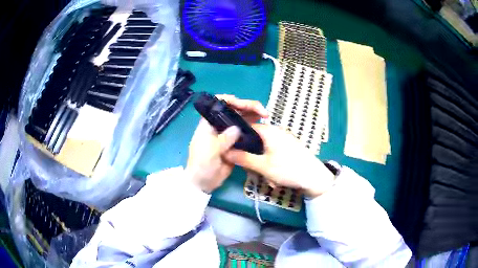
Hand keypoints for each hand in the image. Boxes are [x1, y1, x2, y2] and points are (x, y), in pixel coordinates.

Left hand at [186, 95, 267, 192]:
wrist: (203, 183)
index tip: (242, 104)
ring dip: (253, 115)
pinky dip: (254, 127)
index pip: (218, 104)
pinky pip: (246, 132)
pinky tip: (263, 127)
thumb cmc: (201, 166)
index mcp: (209, 124)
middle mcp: (219, 125)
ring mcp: (228, 134)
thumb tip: (237, 128)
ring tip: (265, 116)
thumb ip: (223, 140)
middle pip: (234, 110)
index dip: (230, 100)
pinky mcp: (236, 143)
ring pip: (242, 119)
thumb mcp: (209, 152)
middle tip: (262, 111)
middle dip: (248, 106)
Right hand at [224, 124, 334, 197]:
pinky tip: (276, 177)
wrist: (314, 177)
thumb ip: (243, 158)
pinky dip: (272, 165)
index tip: (234, 154)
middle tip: (255, 172)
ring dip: (263, 165)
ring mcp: (284, 139)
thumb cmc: (288, 169)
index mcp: (268, 131)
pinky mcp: (289, 148)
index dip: (238, 140)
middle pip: (255, 141)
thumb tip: (225, 152)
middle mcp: (276, 131)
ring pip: (265, 151)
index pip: (246, 128)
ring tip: (270, 179)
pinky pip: (274, 154)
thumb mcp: (262, 166)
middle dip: (253, 158)